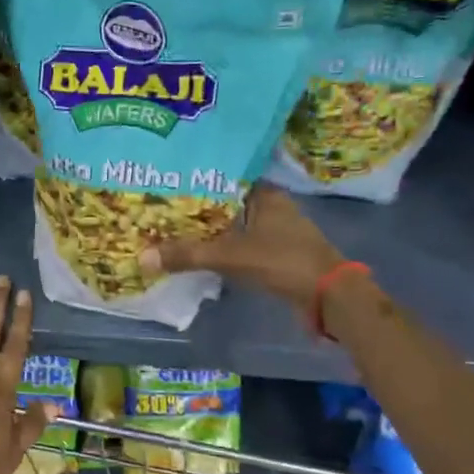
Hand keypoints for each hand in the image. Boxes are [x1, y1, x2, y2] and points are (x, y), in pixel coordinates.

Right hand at [139, 184, 351, 316]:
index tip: (166, 181)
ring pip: (233, 223)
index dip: (196, 178)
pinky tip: (199, 250)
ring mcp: (275, 230)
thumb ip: (189, 255)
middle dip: (197, 205)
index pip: (224, 176)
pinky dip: (221, 245)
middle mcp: (270, 206)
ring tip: (172, 227)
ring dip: (209, 227)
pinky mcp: (276, 252)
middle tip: (160, 206)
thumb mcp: (232, 256)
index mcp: (264, 194)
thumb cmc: (284, 262)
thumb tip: (143, 257)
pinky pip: (240, 242)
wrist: (330, 296)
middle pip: (225, 201)